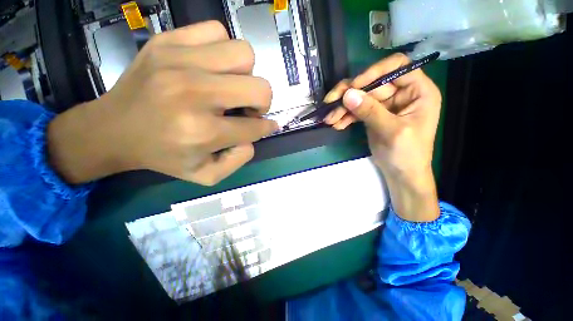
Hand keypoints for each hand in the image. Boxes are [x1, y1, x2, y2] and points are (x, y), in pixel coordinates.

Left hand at [47, 21, 277, 185]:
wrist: (112, 130)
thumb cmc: (163, 156)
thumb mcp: (206, 174)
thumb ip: (239, 159)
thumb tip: (255, 134)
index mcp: (203, 132)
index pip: (255, 127)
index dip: (266, 127)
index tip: (266, 125)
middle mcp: (194, 93)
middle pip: (259, 88)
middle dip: (262, 101)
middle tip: (247, 107)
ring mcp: (179, 61)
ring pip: (243, 54)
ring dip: (245, 73)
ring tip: (229, 85)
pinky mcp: (167, 41)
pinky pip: (216, 31)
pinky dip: (222, 50)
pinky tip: (211, 67)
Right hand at [326, 54, 441, 220]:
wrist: (401, 174)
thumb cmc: (407, 154)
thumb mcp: (391, 132)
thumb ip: (370, 112)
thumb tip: (347, 95)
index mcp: (418, 91)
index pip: (397, 67)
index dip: (374, 72)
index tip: (354, 87)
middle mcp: (401, 93)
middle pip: (371, 84)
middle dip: (349, 95)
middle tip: (330, 103)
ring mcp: (385, 105)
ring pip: (360, 97)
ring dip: (342, 107)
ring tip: (329, 119)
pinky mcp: (372, 115)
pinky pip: (356, 111)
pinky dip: (345, 117)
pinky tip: (336, 125)